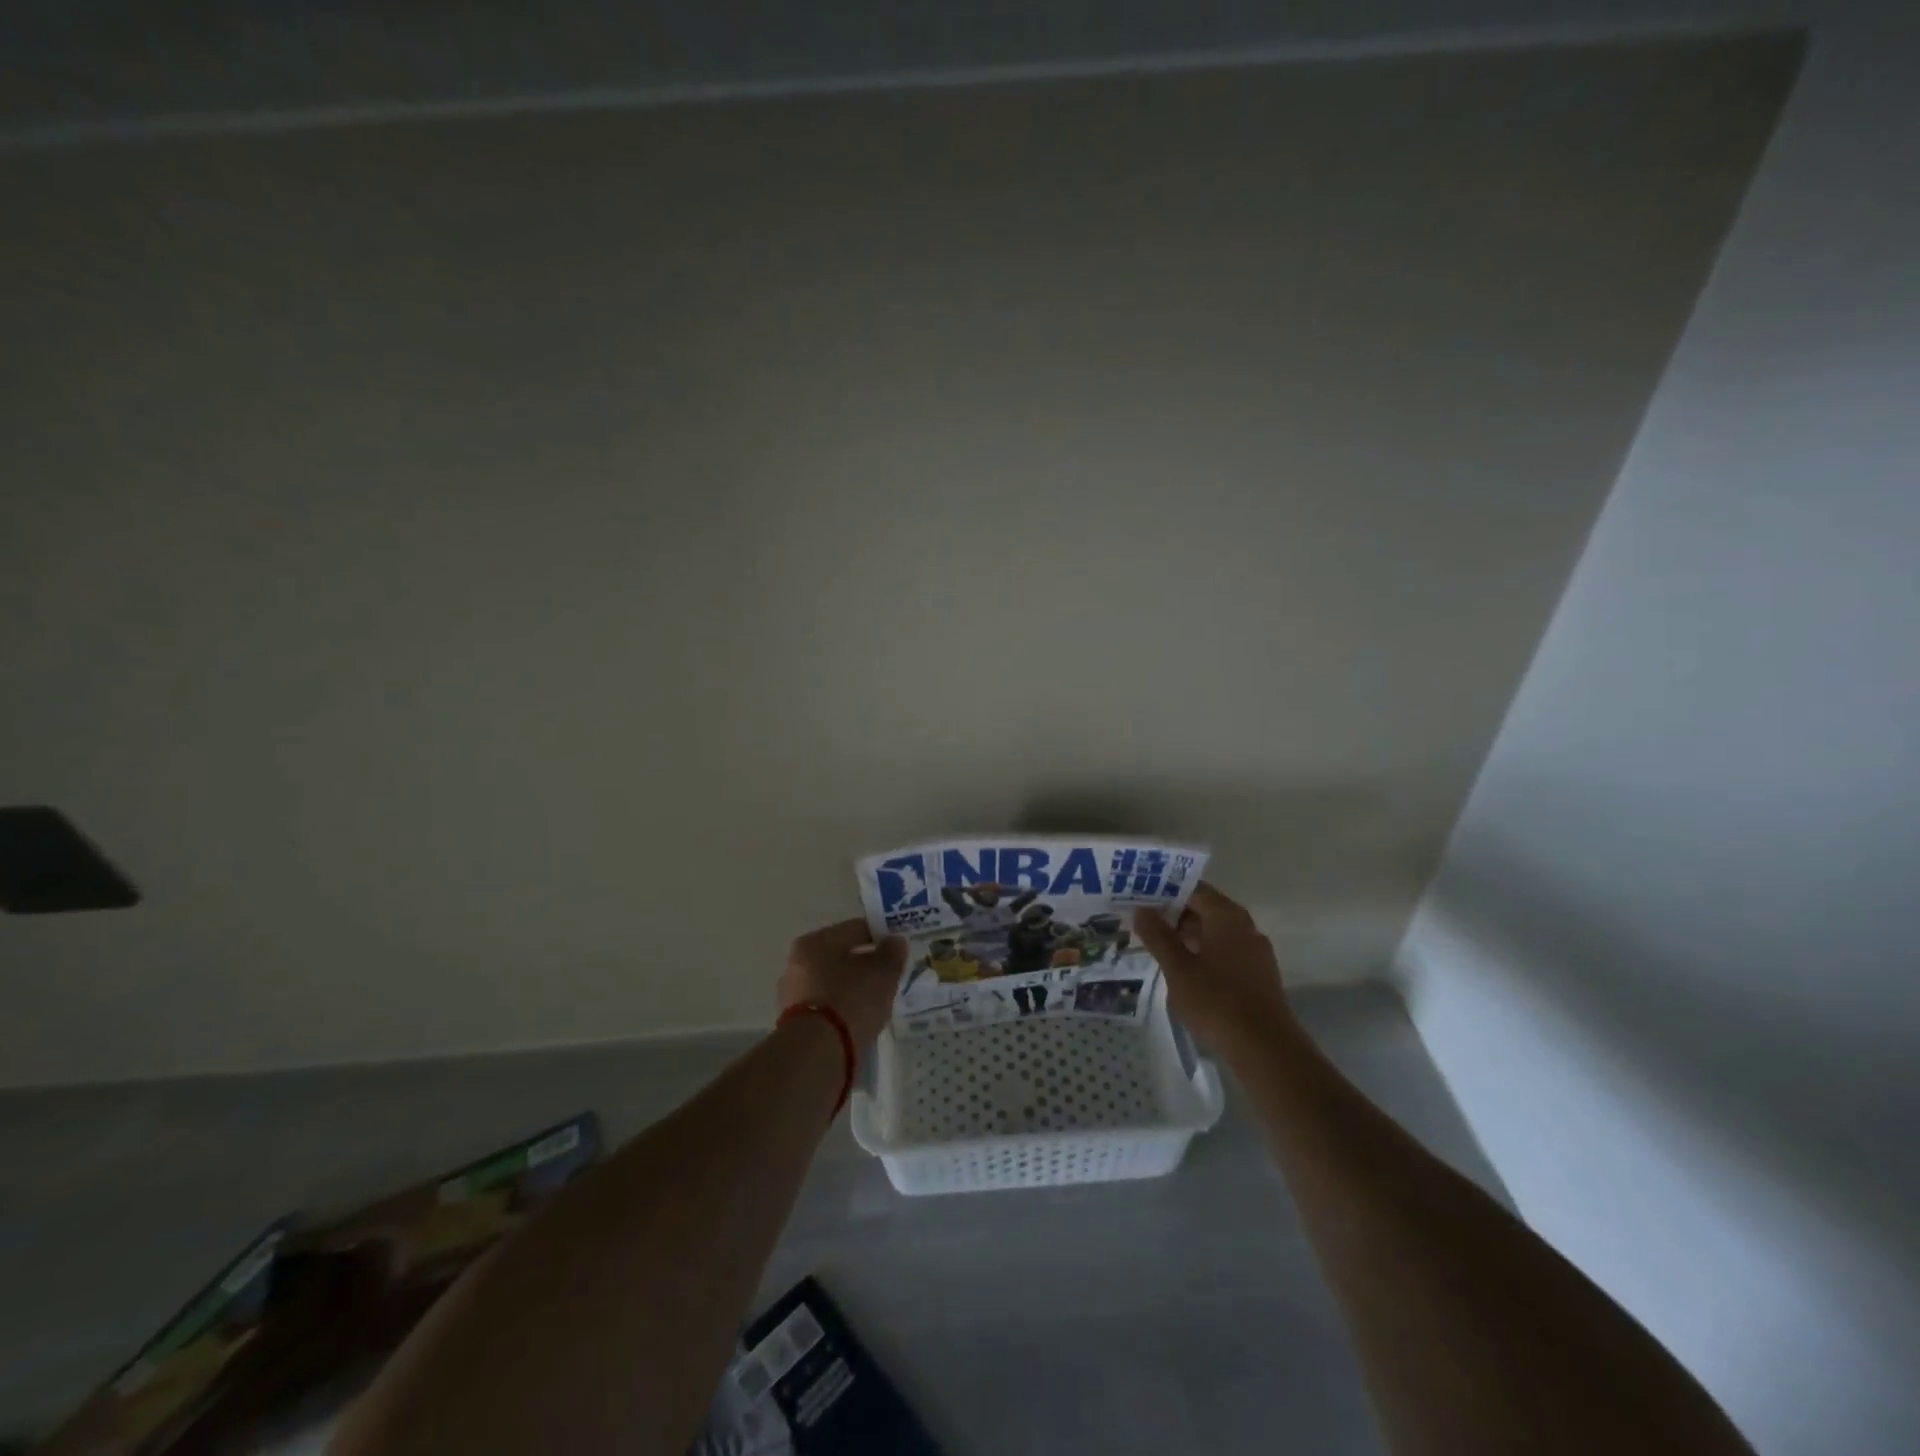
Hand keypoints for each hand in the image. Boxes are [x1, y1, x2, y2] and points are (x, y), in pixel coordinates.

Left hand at [778, 918, 906, 1055]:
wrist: (817, 1054)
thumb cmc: (851, 1001)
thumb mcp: (882, 974)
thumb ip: (892, 954)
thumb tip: (895, 941)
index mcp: (814, 942)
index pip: (854, 929)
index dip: (879, 935)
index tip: (898, 948)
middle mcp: (797, 964)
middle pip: (840, 957)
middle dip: (864, 964)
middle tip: (888, 975)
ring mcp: (792, 995)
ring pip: (832, 983)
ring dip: (852, 988)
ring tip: (876, 1001)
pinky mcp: (794, 1024)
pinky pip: (826, 1007)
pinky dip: (842, 1009)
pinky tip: (859, 1019)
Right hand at [1132, 883, 1297, 1062]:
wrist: (1266, 1049)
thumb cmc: (1217, 1001)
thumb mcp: (1178, 968)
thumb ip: (1158, 936)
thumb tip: (1141, 909)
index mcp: (1226, 916)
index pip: (1193, 889)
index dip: (1165, 891)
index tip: (1139, 897)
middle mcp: (1245, 926)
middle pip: (1205, 909)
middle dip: (1174, 914)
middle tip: (1142, 921)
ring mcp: (1255, 951)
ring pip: (1215, 932)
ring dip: (1188, 935)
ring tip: (1158, 946)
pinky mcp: (1258, 975)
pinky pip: (1226, 952)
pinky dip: (1204, 953)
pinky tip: (1184, 970)